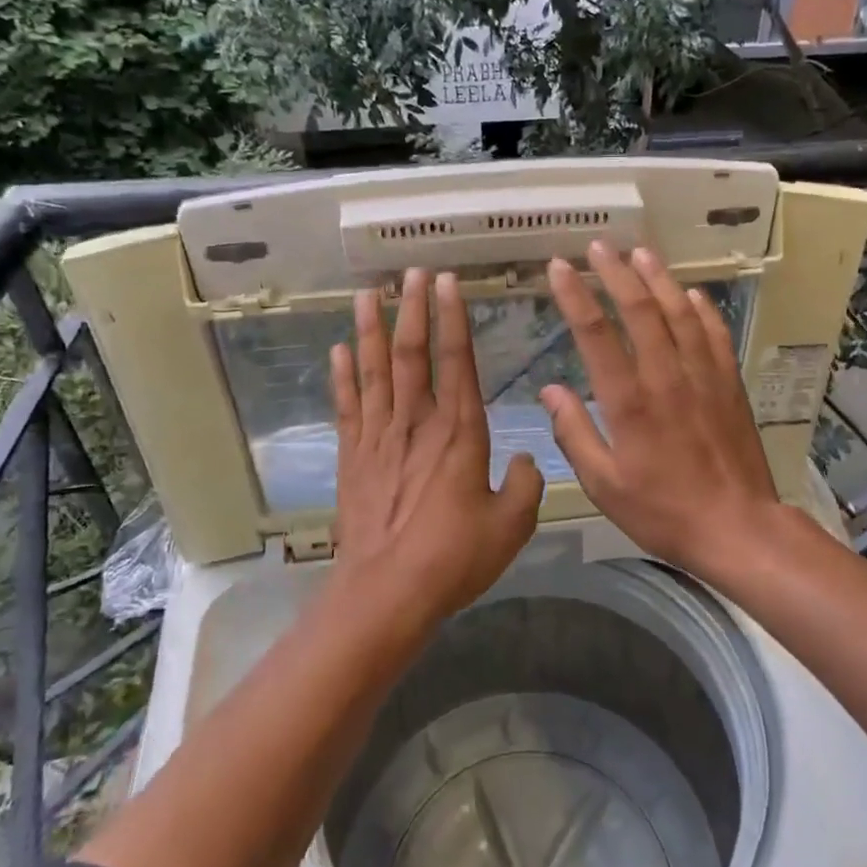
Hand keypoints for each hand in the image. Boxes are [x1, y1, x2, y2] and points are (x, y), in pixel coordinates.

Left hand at [331, 268, 544, 620]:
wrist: (387, 592)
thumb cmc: (454, 558)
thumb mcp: (512, 524)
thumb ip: (526, 484)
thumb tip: (527, 458)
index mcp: (460, 433)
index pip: (456, 362)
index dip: (453, 319)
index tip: (447, 283)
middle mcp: (416, 425)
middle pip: (412, 355)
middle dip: (413, 311)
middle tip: (411, 274)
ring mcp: (378, 439)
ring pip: (374, 372)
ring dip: (371, 331)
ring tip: (367, 295)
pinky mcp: (352, 459)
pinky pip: (347, 407)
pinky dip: (342, 376)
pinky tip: (339, 351)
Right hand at [539, 243, 797, 585]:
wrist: (738, 527)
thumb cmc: (662, 511)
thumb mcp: (604, 484)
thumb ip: (574, 434)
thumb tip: (550, 390)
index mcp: (629, 402)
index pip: (596, 335)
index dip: (575, 296)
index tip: (558, 267)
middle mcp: (666, 377)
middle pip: (640, 311)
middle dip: (616, 273)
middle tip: (598, 246)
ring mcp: (703, 377)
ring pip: (679, 313)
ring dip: (659, 279)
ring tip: (641, 253)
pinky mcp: (729, 385)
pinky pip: (714, 335)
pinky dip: (702, 309)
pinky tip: (691, 294)